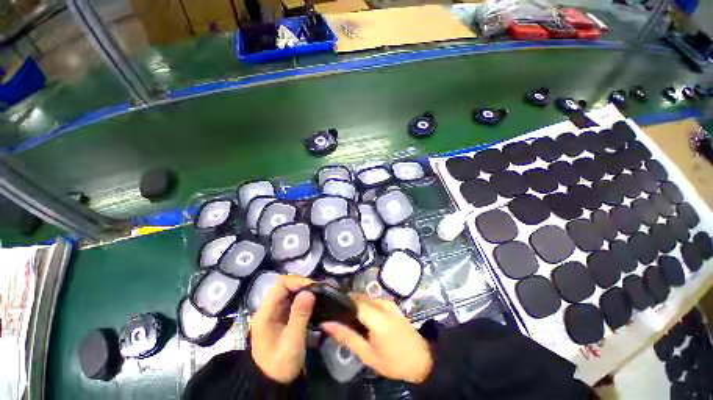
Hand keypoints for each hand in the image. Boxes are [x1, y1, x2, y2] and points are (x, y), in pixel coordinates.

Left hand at [250, 275, 315, 382]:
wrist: (273, 382)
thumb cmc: (281, 364)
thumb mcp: (292, 342)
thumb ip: (300, 316)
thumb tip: (309, 292)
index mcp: (266, 313)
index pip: (281, 284)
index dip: (298, 281)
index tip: (314, 287)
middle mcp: (268, 308)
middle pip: (285, 286)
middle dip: (303, 285)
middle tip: (319, 290)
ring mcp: (274, 312)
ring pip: (289, 292)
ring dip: (304, 290)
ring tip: (318, 294)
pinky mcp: (280, 316)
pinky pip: (292, 300)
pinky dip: (303, 298)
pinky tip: (313, 302)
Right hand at [322, 295, 432, 383]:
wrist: (421, 358)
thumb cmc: (393, 361)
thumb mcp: (368, 355)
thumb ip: (347, 337)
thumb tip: (327, 324)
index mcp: (377, 318)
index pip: (354, 301)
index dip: (341, 304)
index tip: (332, 311)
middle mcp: (383, 304)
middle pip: (359, 297)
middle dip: (348, 304)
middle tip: (339, 317)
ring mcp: (389, 302)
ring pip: (366, 296)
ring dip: (356, 304)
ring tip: (351, 319)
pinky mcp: (392, 303)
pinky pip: (373, 299)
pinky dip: (365, 304)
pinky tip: (363, 317)